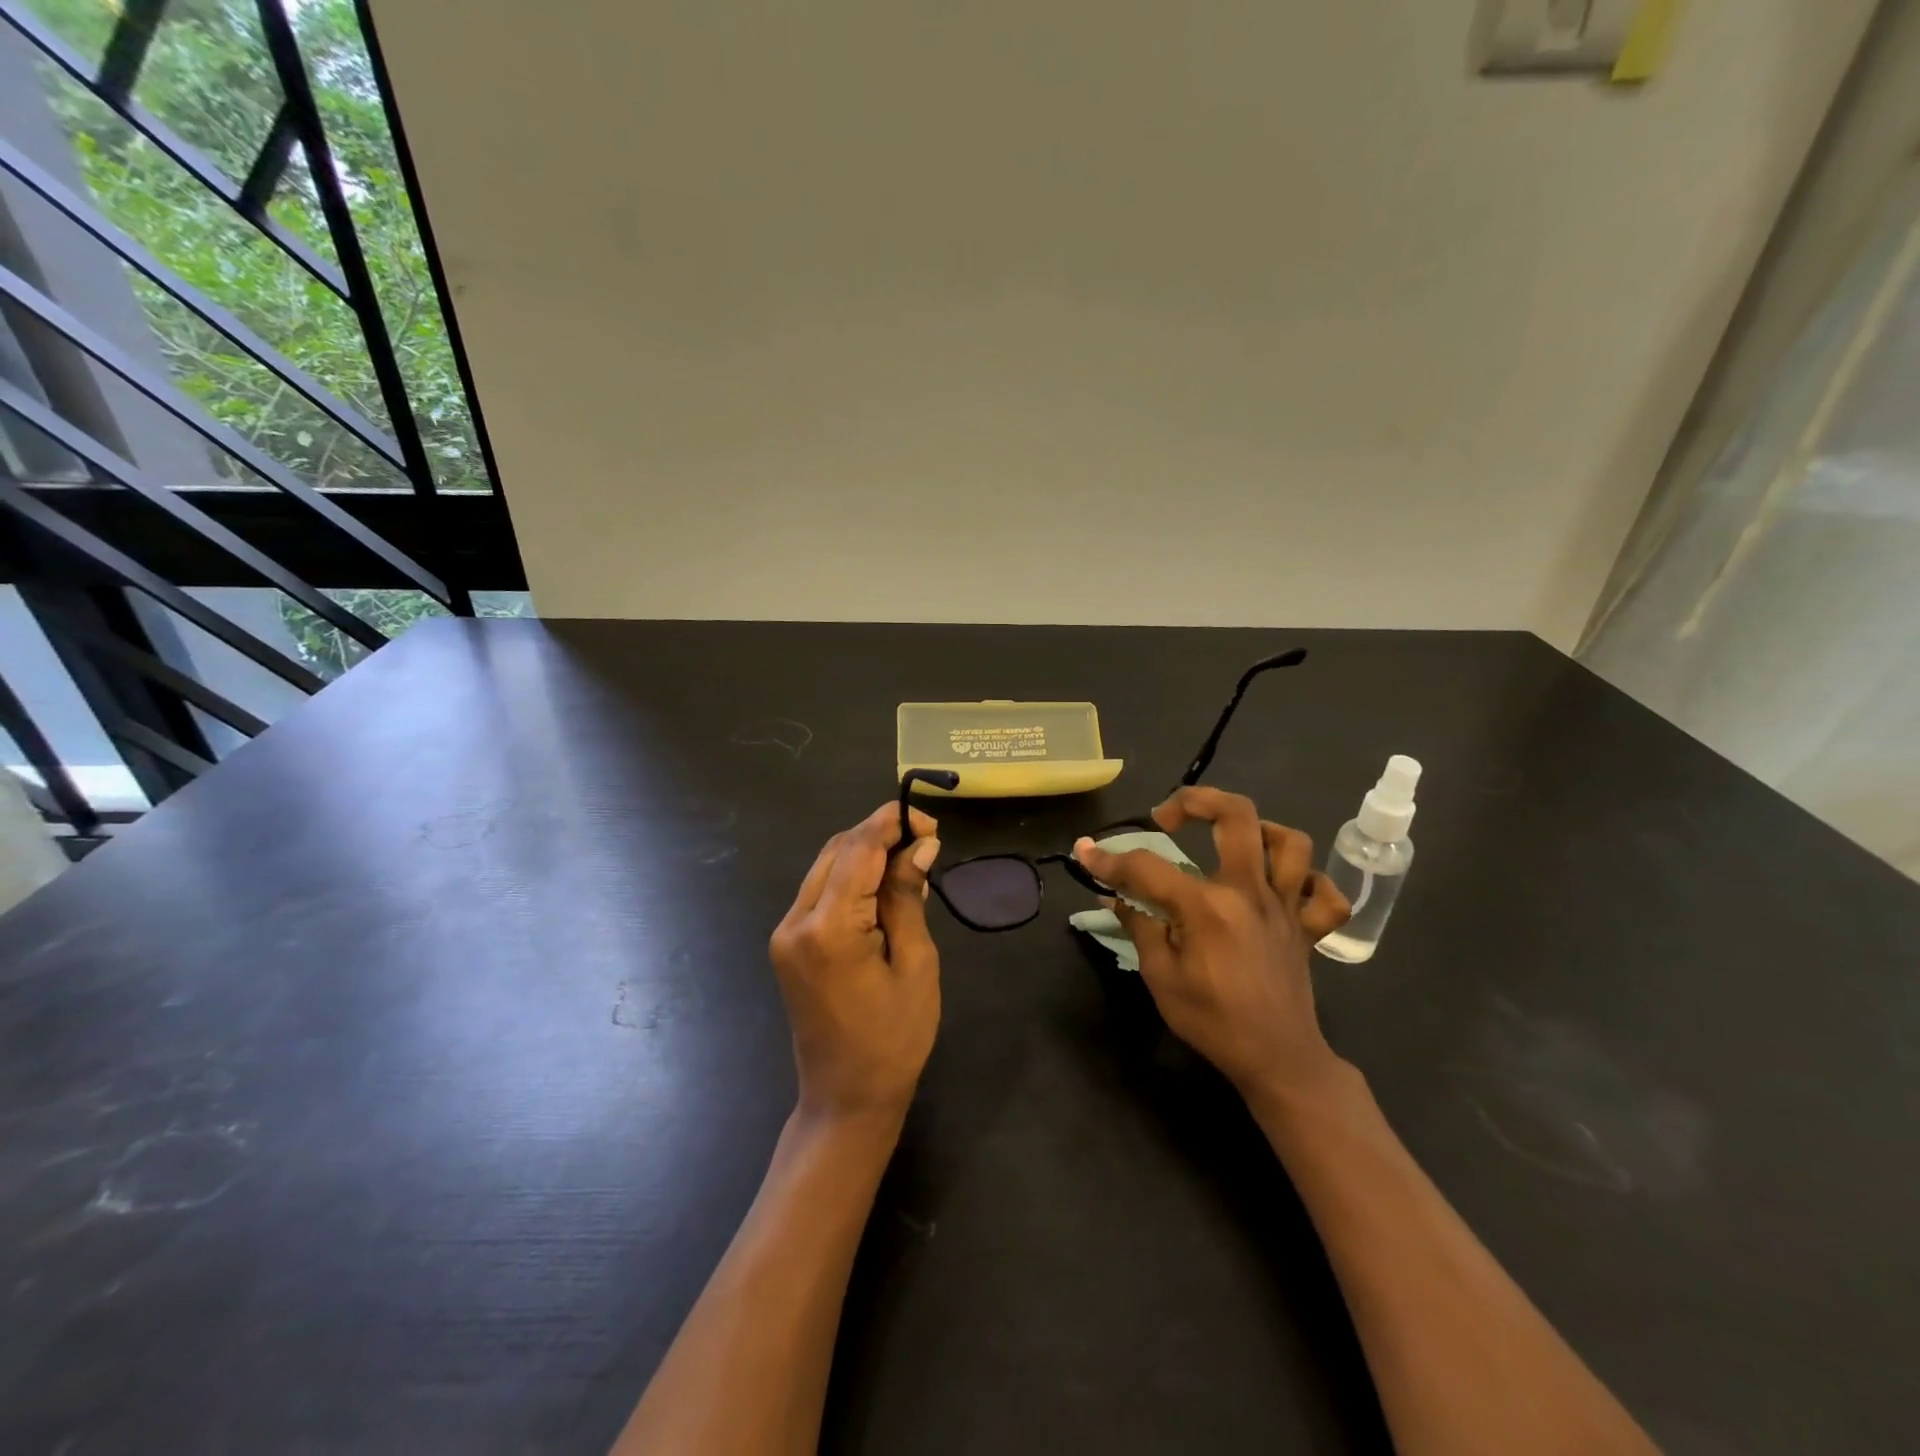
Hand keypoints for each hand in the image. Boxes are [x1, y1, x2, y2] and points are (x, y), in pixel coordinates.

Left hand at [770, 802, 942, 1124]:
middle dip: (880, 833)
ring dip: (866, 853)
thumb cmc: (894, 1038)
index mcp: (829, 928)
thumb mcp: (916, 964)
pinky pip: (819, 890)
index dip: (892, 823)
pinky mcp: (787, 942)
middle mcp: (796, 921)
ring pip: (826, 865)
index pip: (859, 849)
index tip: (929, 822)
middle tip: (925, 840)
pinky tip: (883, 886)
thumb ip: (909, 897)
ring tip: (910, 860)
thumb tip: (921, 845)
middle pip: (838, 849)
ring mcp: (785, 932)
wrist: (845, 1098)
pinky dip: (851, 877)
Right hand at [1074, 787, 1351, 1100]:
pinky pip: (1325, 892)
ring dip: (1260, 830)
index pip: (1148, 867)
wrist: (1277, 1061)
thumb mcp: (1161, 978)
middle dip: (1196, 800)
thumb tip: (1114, 896)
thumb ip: (1139, 928)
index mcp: (1208, 908)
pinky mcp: (1308, 927)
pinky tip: (1282, 885)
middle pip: (1237, 817)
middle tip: (1168, 816)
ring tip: (1231, 841)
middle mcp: (1250, 893)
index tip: (1085, 852)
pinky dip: (1308, 881)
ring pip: (1291, 842)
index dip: (1109, 859)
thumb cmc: (1212, 1022)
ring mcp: (1285, 907)